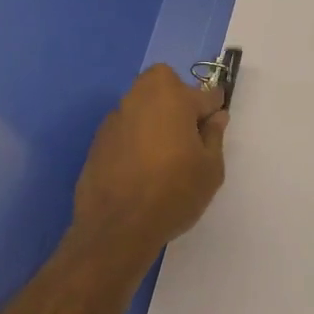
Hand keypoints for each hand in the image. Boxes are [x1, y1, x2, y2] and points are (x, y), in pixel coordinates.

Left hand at [70, 64, 228, 270]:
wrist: (117, 229)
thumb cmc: (174, 193)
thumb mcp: (211, 168)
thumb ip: (214, 136)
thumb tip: (216, 117)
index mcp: (172, 97)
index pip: (204, 93)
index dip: (213, 109)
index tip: (214, 126)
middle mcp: (140, 98)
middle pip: (164, 85)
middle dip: (177, 98)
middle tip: (186, 133)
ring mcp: (115, 118)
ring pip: (142, 106)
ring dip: (155, 118)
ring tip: (163, 154)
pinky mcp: (97, 141)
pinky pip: (125, 129)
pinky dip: (135, 138)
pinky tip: (140, 168)